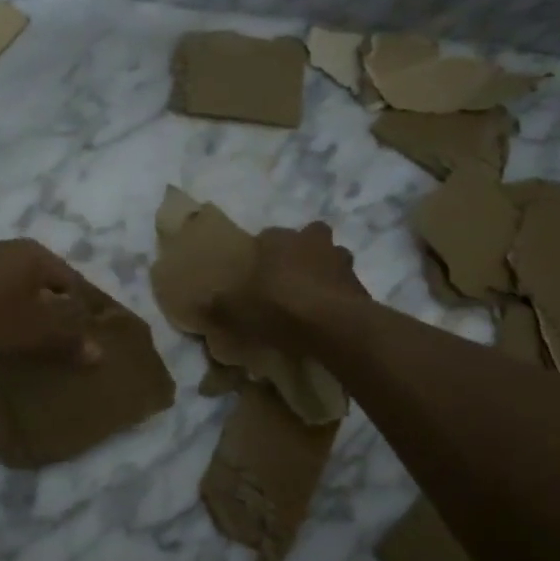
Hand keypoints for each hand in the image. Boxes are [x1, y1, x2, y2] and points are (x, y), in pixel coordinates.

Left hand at [0, 239, 100, 361]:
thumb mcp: (36, 330)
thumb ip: (68, 341)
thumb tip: (99, 353)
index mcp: (39, 255)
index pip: (73, 283)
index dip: (81, 311)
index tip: (80, 339)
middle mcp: (14, 250)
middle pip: (45, 284)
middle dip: (52, 312)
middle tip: (57, 343)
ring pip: (18, 289)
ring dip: (25, 312)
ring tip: (28, 341)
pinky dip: (1, 311)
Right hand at [210, 221, 370, 354]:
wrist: (333, 324)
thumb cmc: (278, 306)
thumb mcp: (237, 310)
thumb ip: (218, 306)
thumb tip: (198, 304)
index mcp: (279, 239)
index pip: (267, 236)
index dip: (261, 254)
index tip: (255, 275)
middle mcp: (312, 241)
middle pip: (307, 238)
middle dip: (300, 253)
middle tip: (288, 279)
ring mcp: (341, 261)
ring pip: (331, 258)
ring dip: (323, 272)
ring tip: (311, 298)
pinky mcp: (360, 284)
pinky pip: (344, 286)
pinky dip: (337, 296)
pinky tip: (326, 317)